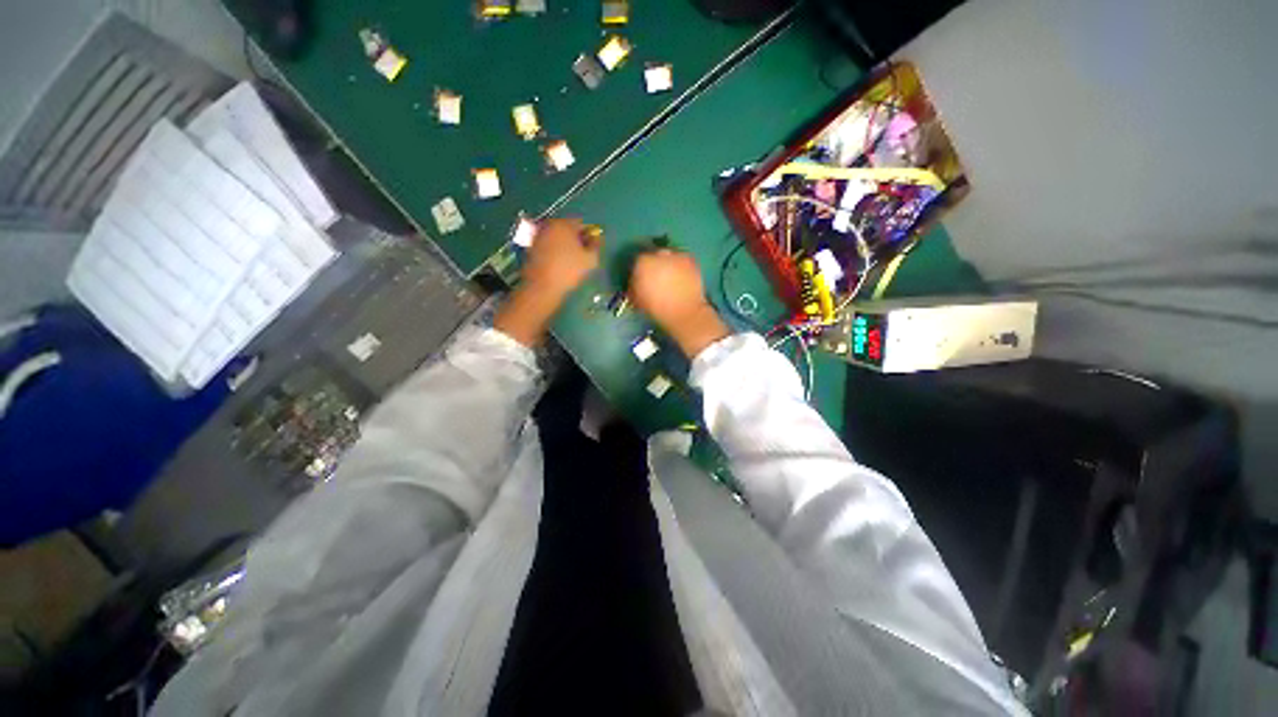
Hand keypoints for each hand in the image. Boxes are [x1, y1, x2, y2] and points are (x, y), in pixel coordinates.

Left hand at [494, 218, 599, 346]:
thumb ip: (596, 245)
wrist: (542, 286)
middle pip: (567, 228)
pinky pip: (547, 245)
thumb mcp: (591, 259)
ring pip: (556, 236)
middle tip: (581, 255)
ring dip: (564, 245)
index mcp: (564, 224)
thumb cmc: (569, 271)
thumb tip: (596, 238)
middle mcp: (549, 225)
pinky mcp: (530, 247)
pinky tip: (557, 264)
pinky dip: (553, 251)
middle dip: (575, 238)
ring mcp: (538, 235)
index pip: (581, 223)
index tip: (591, 248)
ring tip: (569, 261)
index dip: (588, 235)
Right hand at [629, 249, 729, 357]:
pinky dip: (681, 267)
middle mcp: (659, 254)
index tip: (643, 281)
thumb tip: (635, 284)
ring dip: (668, 264)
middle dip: (655, 266)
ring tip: (671, 280)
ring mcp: (677, 256)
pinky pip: (682, 260)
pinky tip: (682, 279)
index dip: (640, 272)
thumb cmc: (657, 308)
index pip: (638, 262)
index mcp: (642, 263)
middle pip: (654, 256)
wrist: (684, 312)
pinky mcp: (691, 260)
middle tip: (658, 280)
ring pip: (669, 256)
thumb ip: (634, 287)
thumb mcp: (637, 300)